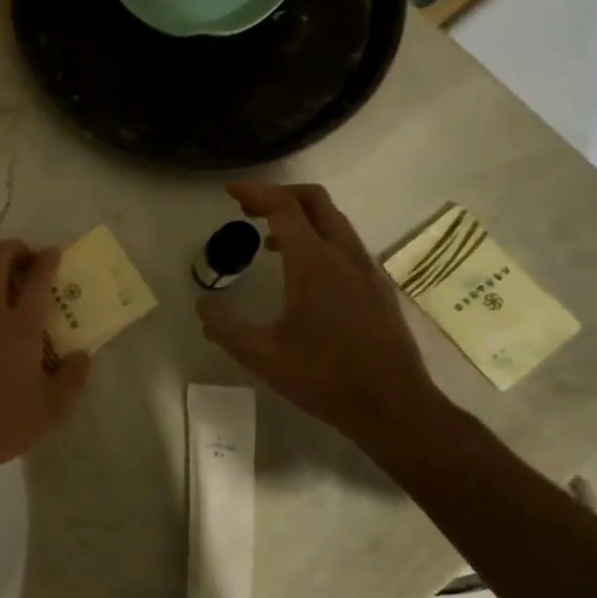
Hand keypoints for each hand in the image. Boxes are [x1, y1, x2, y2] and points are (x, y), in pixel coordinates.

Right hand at [196, 182, 442, 447]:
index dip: (255, 192)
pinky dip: (318, 236)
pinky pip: (345, 243)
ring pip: (334, 220)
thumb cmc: (324, 377)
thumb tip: (203, 304)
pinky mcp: (377, 287)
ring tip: (268, 238)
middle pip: (315, 200)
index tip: (229, 191)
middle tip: (248, 208)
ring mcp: (367, 270)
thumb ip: (225, 326)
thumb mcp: (261, 355)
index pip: (284, 208)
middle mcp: (345, 256)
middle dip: (279, 194)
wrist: (393, 406)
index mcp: (314, 264)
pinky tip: (301, 271)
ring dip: (300, 216)